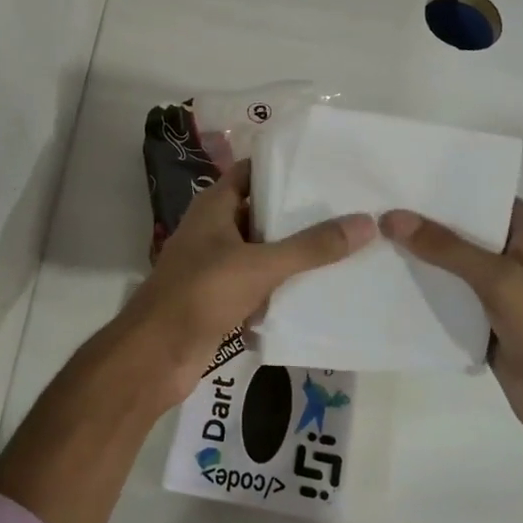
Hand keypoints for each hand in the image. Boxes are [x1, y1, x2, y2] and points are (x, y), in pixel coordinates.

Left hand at [115, 160, 375, 410]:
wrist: (157, 355)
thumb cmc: (202, 293)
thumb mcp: (260, 265)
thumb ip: (311, 247)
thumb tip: (365, 223)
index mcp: (215, 206)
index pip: (252, 172)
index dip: (285, 167)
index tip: (326, 167)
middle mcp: (214, 230)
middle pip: (262, 212)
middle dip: (299, 213)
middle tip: (347, 208)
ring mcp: (216, 265)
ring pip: (262, 250)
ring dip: (294, 252)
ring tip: (344, 244)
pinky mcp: (222, 298)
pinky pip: (259, 284)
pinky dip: (282, 285)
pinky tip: (318, 288)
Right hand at [380, 200, 522, 442]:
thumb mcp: (497, 278)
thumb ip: (446, 247)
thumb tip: (392, 217)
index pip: (480, 194)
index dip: (442, 186)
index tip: (399, 177)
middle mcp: (513, 249)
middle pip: (461, 227)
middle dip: (422, 221)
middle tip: (374, 206)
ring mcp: (498, 285)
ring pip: (451, 262)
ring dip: (419, 255)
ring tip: (371, 237)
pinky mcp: (483, 315)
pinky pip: (448, 293)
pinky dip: (424, 288)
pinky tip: (386, 278)